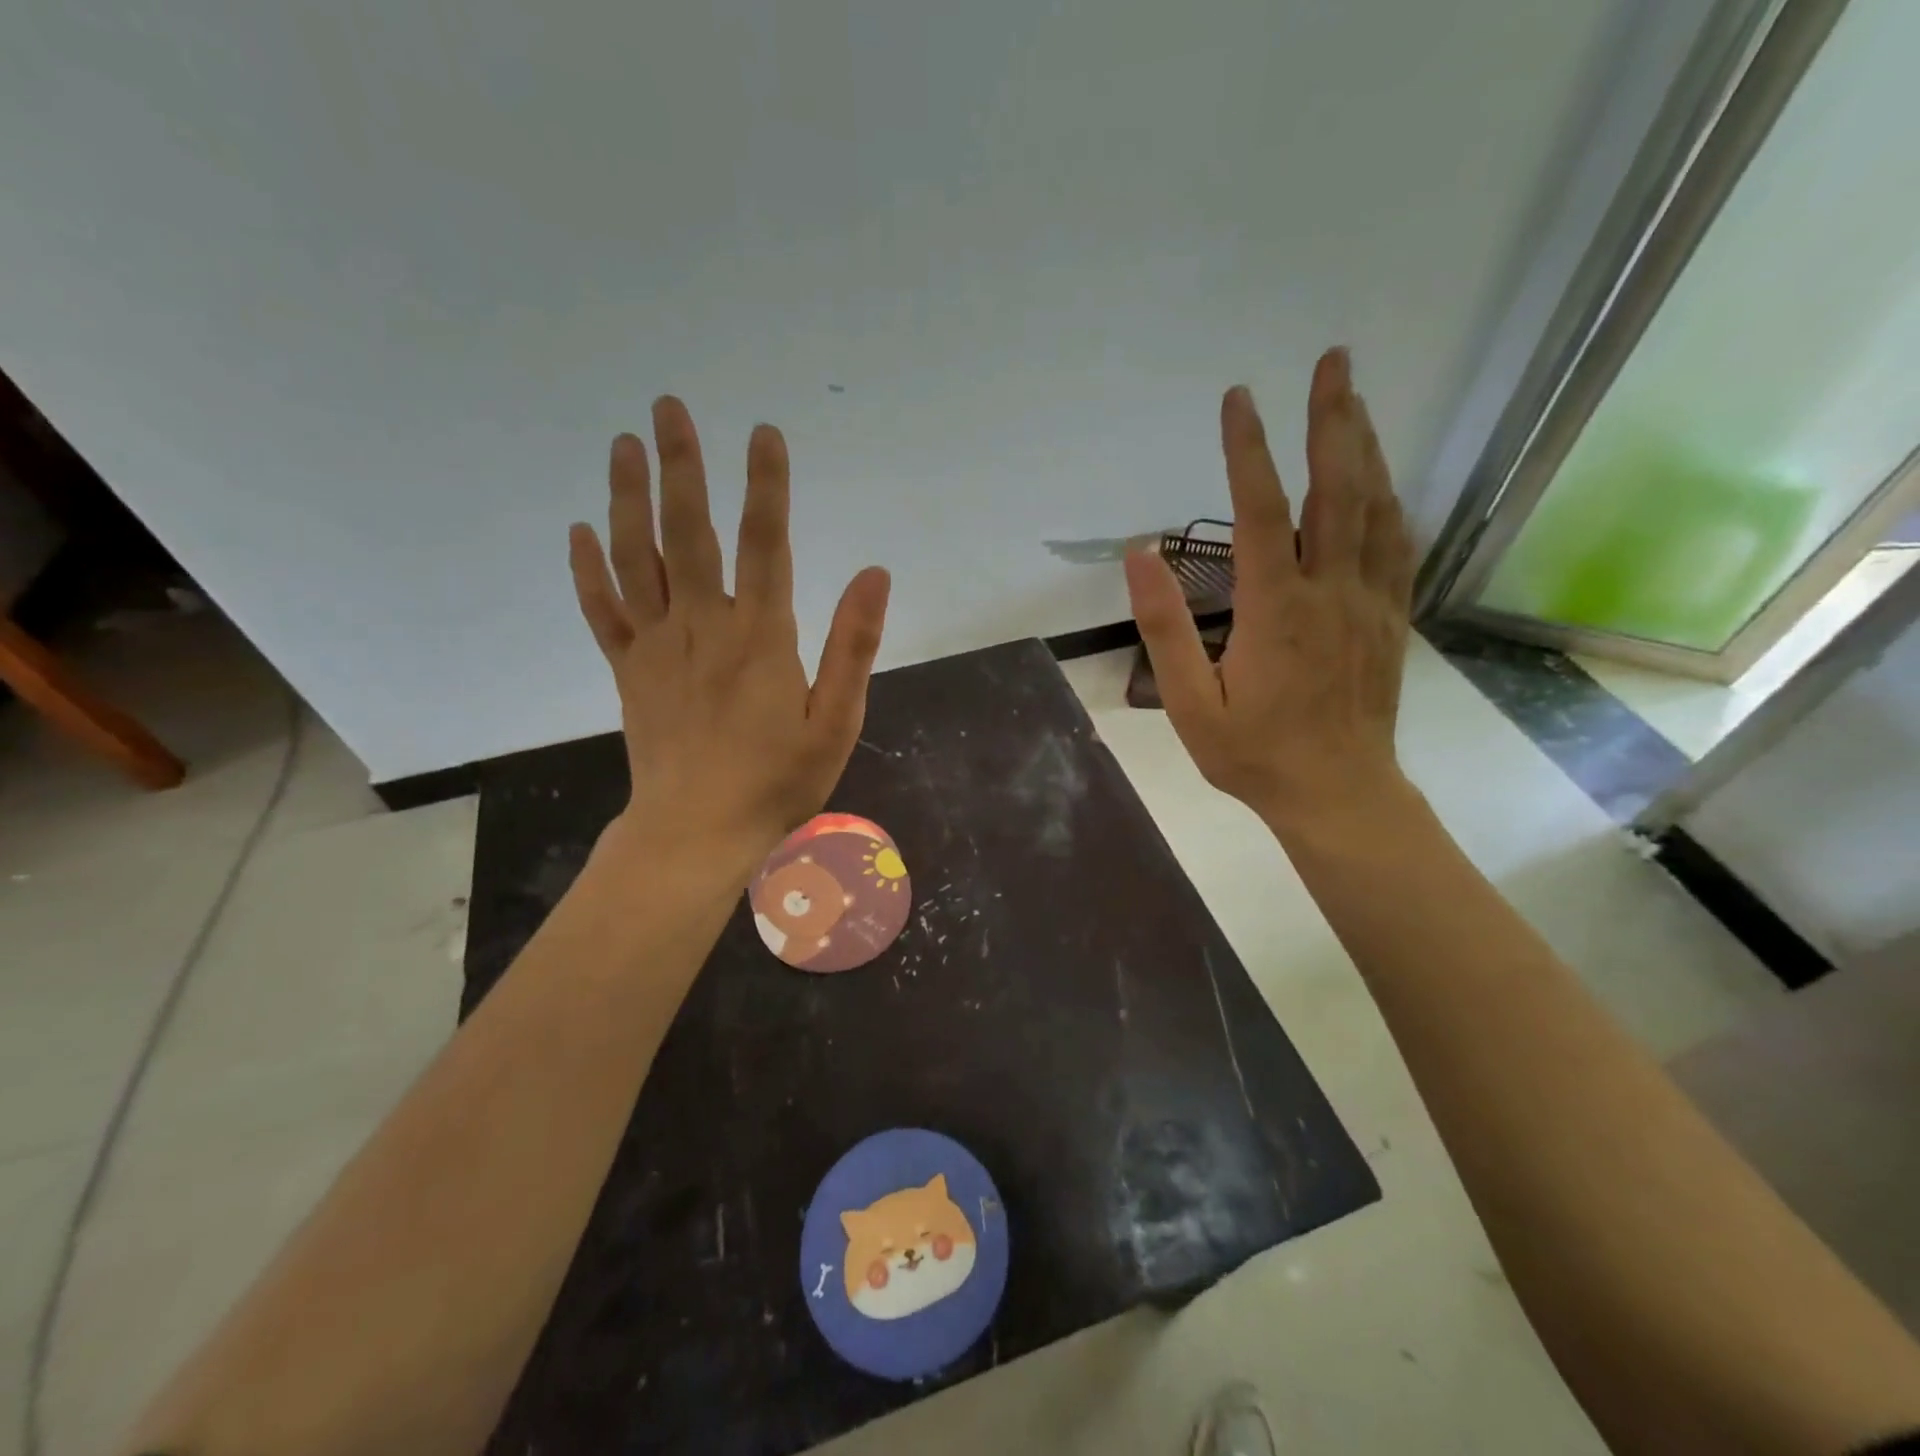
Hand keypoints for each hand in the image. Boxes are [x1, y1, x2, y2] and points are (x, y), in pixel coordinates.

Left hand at [569, 397, 890, 871]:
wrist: (698, 832)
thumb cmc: (778, 781)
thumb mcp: (836, 721)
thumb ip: (853, 645)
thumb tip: (875, 573)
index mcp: (760, 635)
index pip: (766, 541)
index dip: (765, 484)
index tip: (763, 432)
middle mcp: (703, 625)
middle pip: (689, 532)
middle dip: (681, 465)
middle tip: (667, 406)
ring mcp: (658, 645)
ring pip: (637, 558)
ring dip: (628, 497)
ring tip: (624, 444)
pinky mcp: (630, 670)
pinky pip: (603, 611)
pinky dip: (589, 569)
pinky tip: (581, 530)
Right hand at [1125, 348, 1414, 835]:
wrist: (1338, 794)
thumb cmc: (1254, 755)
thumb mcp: (1190, 704)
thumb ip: (1165, 629)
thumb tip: (1141, 556)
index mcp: (1275, 610)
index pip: (1260, 512)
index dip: (1249, 451)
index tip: (1238, 399)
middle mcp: (1330, 591)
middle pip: (1337, 489)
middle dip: (1333, 419)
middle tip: (1333, 360)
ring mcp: (1369, 602)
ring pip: (1375, 508)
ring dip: (1365, 448)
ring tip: (1354, 401)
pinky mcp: (1391, 618)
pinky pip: (1397, 545)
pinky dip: (1390, 500)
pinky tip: (1382, 479)